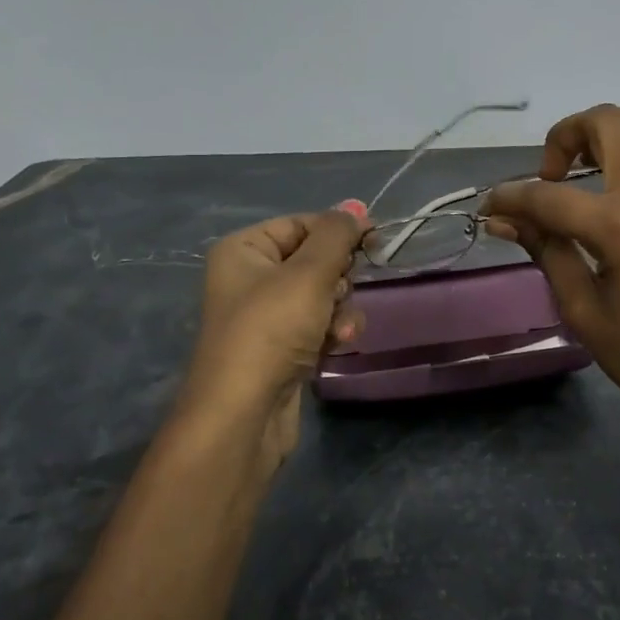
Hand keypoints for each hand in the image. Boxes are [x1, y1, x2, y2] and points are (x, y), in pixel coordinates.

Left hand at [183, 209, 364, 460]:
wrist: (243, 414)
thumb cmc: (271, 330)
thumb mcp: (309, 273)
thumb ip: (337, 235)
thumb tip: (355, 206)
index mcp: (244, 249)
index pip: (302, 223)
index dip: (339, 231)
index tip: (375, 242)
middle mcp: (250, 277)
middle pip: (315, 260)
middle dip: (339, 278)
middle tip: (338, 293)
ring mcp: (266, 315)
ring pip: (323, 295)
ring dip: (341, 309)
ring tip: (339, 330)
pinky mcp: (282, 347)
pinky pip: (318, 324)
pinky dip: (332, 331)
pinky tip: (336, 346)